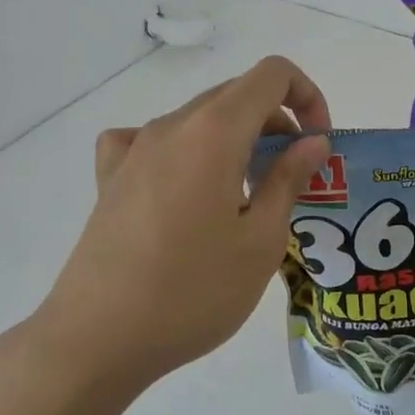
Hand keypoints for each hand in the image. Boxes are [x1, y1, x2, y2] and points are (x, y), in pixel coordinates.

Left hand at [32, 57, 331, 386]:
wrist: (97, 340)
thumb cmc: (193, 292)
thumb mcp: (261, 240)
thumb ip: (290, 179)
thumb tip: (312, 141)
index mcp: (214, 132)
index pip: (272, 75)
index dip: (308, 97)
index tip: (318, 144)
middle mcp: (171, 126)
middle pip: (237, 95)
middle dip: (278, 123)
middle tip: (295, 177)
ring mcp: (134, 149)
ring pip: (200, 119)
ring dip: (237, 140)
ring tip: (247, 197)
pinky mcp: (110, 178)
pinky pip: (153, 142)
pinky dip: (184, 151)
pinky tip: (183, 186)